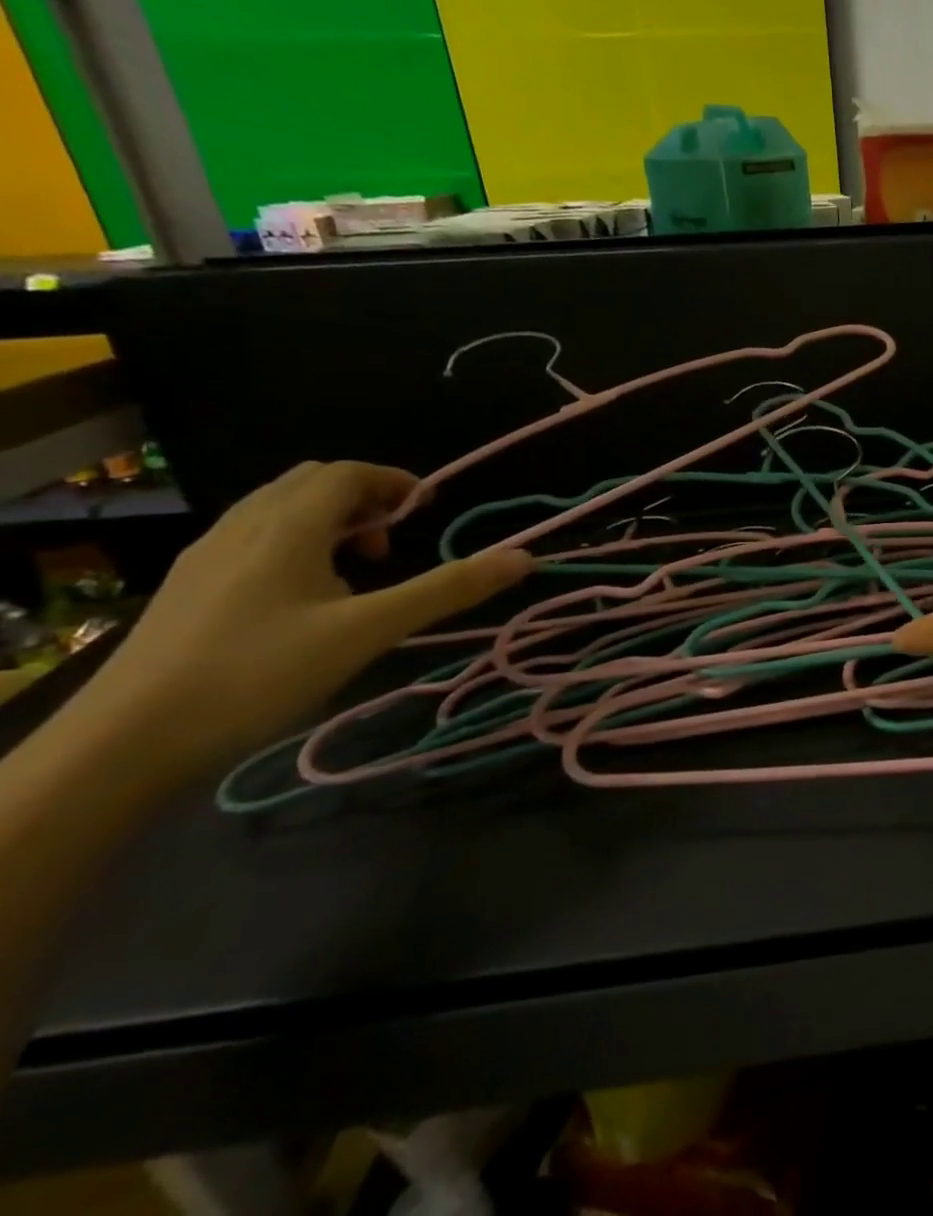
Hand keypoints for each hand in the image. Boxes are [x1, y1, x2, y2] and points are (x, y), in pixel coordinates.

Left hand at [74, 461, 531, 777]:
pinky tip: (306, 601)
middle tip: (393, 544)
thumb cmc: (261, 673)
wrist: (125, 742)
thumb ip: (448, 589)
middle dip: (363, 500)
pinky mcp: (189, 588)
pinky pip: (253, 539)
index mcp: (286, 526)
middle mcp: (242, 526)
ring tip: (357, 573)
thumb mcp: (370, 630)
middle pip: (311, 483)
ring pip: (278, 511)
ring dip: (330, 523)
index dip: (395, 481)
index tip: (430, 511)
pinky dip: (296, 546)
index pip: (346, 473)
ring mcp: (207, 557)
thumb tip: (524, 557)